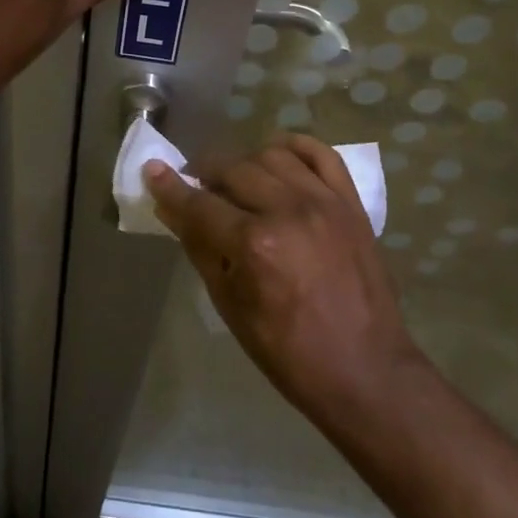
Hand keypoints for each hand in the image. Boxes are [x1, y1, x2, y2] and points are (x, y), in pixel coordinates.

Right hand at [146, 134, 422, 425]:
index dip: (170, 187)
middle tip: (196, 189)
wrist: (364, 369)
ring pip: (272, 156)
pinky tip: (278, 158)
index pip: (199, 203)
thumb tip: (172, 210)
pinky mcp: (351, 204)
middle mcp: (288, 210)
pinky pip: (321, 154)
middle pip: (233, 170)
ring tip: (236, 182)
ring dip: (245, 163)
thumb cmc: (288, 351)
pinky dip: (295, 148)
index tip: (152, 171)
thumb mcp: (230, 305)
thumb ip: (200, 249)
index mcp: (254, 244)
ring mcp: (325, 202)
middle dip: (205, 174)